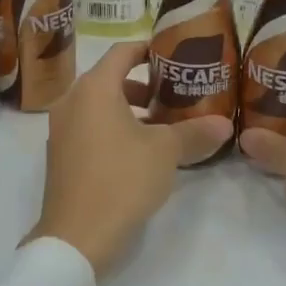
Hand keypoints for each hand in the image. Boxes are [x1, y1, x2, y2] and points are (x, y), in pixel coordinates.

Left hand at [26, 41, 232, 275]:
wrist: (77, 236)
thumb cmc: (122, 179)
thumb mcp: (166, 152)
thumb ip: (194, 132)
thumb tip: (225, 124)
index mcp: (94, 88)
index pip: (122, 51)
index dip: (148, 48)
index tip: (172, 55)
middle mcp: (72, 101)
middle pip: (109, 78)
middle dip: (143, 83)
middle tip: (174, 92)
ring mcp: (61, 129)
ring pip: (99, 105)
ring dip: (129, 108)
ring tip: (162, 123)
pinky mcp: (60, 155)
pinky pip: (89, 127)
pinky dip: (112, 127)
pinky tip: (139, 150)